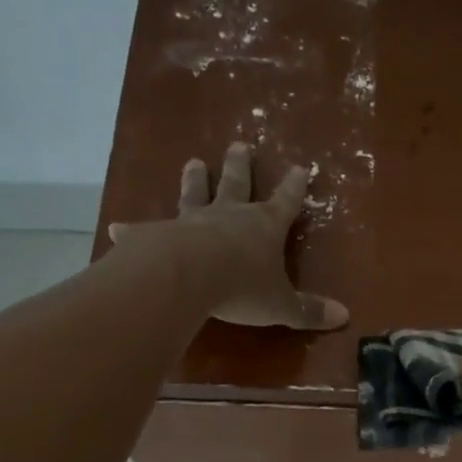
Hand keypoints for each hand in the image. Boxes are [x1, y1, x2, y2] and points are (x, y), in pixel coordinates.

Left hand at [107, 142, 348, 329]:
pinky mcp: (158, 235)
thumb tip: (344, 316)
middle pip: (237, 185)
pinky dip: (133, 229)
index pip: (286, 202)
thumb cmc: (242, 288)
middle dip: (240, 166)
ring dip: (195, 180)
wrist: (188, 277)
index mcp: (264, 227)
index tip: (301, 167)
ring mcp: (192, 222)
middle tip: (239, 145)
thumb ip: (309, 311)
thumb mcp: (282, 305)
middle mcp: (229, 216)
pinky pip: (146, 230)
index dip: (295, 187)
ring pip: (195, 195)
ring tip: (193, 162)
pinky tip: (117, 227)